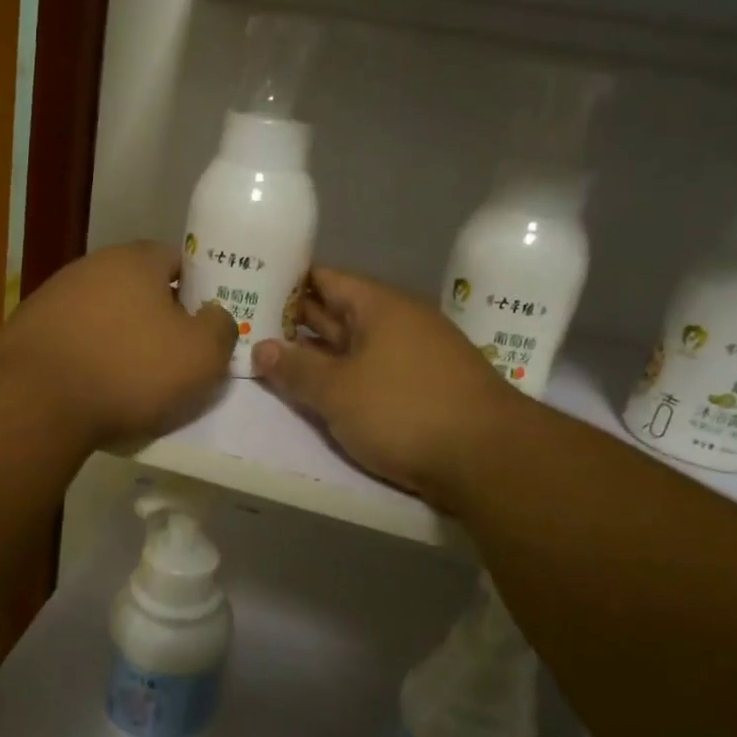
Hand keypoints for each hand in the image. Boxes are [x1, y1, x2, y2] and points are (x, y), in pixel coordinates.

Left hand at [0, 241, 236, 446]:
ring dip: (119, 333)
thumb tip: (216, 315)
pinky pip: (73, 335)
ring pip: (103, 310)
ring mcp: (53, 294)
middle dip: (156, 313)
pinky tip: (91, 381)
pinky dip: (87, 352)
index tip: (202, 324)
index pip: (178, 260)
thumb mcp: (200, 356)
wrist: (38, 403)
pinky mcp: (28, 326)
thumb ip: (220, 328)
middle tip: (171, 352)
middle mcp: (91, 265)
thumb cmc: (130, 371)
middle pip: (137, 284)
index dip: (196, 290)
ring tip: (129, 373)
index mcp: (136, 260)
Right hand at [253, 267, 521, 510]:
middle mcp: (400, 322)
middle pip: (340, 311)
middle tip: (250, 323)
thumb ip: (296, 368)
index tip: (253, 285)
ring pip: (356, 345)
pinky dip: (344, 377)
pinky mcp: (424, 390)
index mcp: (380, 306)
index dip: (289, 280)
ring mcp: (415, 356)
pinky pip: (372, 372)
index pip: (326, 279)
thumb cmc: (403, 410)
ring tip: (274, 356)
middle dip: (298, 319)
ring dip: (319, 352)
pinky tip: (322, 390)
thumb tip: (260, 347)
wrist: (486, 458)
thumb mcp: (337, 390)